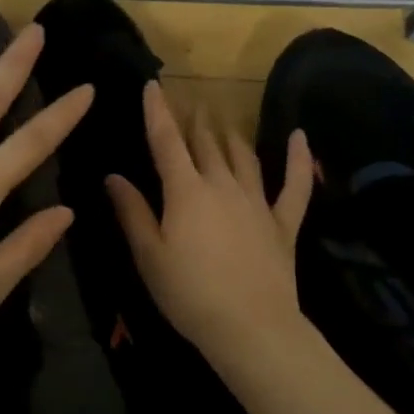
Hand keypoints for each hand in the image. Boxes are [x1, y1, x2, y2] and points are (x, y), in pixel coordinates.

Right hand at [105, 82, 314, 371]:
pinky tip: (300, 137)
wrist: (250, 327)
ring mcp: (257, 202)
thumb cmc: (189, 294)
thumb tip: (114, 176)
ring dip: (231, 134)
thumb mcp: (149, 256)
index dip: (158, 112)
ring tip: (223, 117)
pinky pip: (294, 184)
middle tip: (189, 102)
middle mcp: (222, 185)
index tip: (153, 86)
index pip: (167, 142)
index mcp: (186, 192)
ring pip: (243, 156)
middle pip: (206, 144)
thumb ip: (132, 212)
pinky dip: (298, 158)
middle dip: (195, 121)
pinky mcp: (283, 222)